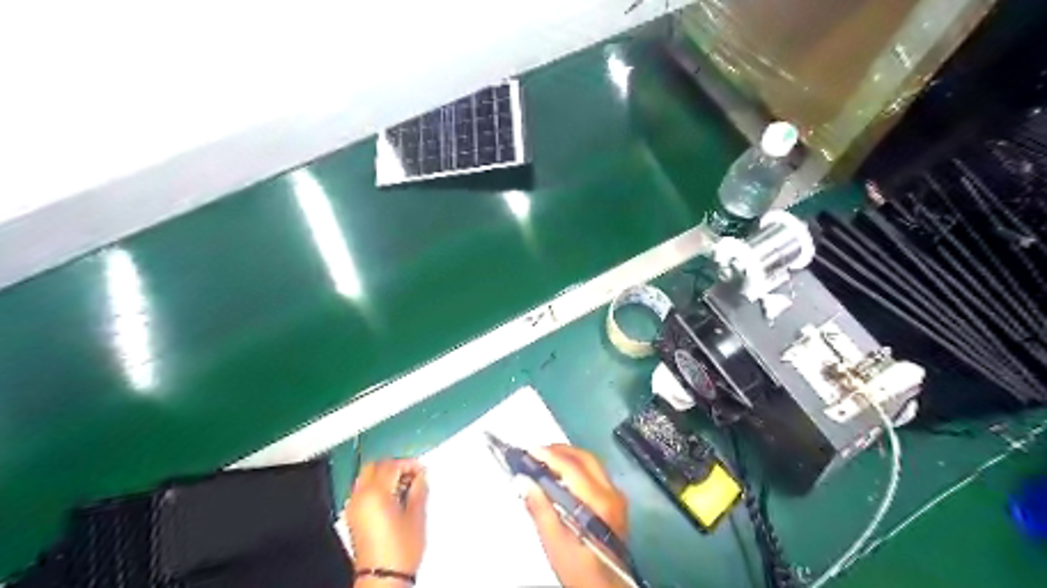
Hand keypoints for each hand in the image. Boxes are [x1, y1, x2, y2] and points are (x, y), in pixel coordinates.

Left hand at [344, 461, 423, 581]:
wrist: (382, 579)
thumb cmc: (400, 550)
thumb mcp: (417, 516)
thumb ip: (419, 490)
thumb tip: (421, 477)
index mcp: (376, 494)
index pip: (392, 466)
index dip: (409, 464)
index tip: (422, 470)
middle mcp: (361, 497)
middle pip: (374, 466)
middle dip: (394, 466)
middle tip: (412, 473)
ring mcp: (354, 507)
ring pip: (366, 477)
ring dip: (384, 475)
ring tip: (404, 485)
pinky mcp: (353, 518)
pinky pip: (362, 491)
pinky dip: (376, 486)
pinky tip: (392, 497)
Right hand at [520, 447, 628, 587]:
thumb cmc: (581, 571)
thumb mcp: (556, 544)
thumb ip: (540, 509)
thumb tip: (523, 480)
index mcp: (599, 503)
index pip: (572, 468)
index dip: (550, 456)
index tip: (528, 451)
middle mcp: (612, 493)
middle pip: (585, 459)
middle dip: (559, 451)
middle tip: (535, 453)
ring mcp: (617, 497)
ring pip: (591, 464)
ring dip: (568, 457)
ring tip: (544, 461)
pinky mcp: (615, 503)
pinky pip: (595, 473)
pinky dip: (576, 467)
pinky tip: (561, 476)